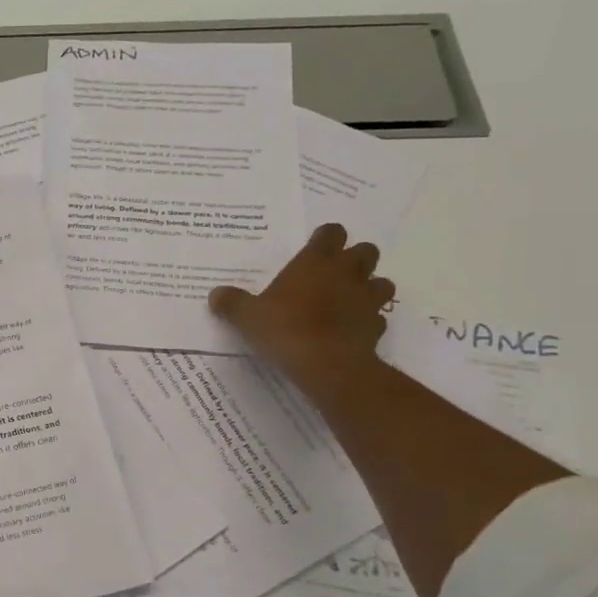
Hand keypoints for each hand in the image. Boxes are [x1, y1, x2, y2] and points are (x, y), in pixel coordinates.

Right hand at [208, 223, 395, 398]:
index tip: (314, 249)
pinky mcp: (377, 327)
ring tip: (349, 301)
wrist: (326, 364)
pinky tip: (350, 331)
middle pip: (366, 251)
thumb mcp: (247, 316)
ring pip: (381, 283)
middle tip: (333, 274)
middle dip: (354, 259)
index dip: (325, 238)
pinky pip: (377, 318)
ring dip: (369, 288)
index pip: (331, 233)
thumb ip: (232, 303)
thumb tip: (215, 295)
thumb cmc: (285, 328)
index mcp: (315, 261)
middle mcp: (347, 273)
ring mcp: (366, 300)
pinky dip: (368, 321)